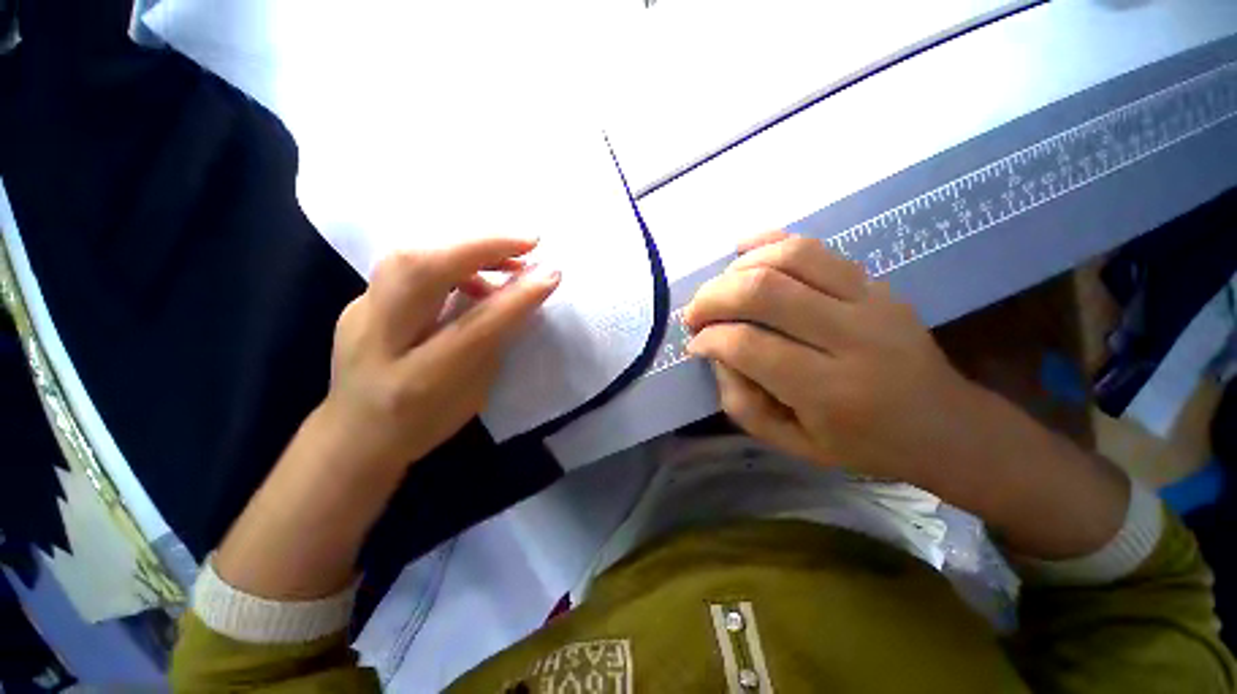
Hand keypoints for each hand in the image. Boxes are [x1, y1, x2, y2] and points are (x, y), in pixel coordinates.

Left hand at [323, 236, 560, 474]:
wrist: (353, 435)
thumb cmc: (424, 423)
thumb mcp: (473, 394)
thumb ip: (493, 343)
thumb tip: (519, 296)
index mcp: (417, 381)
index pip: (474, 327)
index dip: (516, 297)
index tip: (552, 273)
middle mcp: (378, 341)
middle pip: (419, 271)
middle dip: (480, 246)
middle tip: (528, 242)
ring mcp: (359, 315)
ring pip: (408, 257)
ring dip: (466, 248)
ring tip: (507, 258)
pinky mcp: (359, 302)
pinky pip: (407, 265)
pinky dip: (448, 258)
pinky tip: (471, 273)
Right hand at [684, 231, 975, 483]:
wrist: (945, 425)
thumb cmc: (864, 444)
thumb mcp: (793, 445)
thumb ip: (742, 403)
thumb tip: (716, 354)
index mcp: (829, 391)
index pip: (749, 346)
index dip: (710, 339)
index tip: (695, 343)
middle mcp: (852, 337)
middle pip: (764, 292)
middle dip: (713, 298)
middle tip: (695, 313)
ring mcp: (870, 300)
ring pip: (789, 257)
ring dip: (739, 268)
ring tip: (718, 287)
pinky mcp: (876, 283)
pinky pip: (816, 248)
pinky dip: (771, 242)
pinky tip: (744, 250)